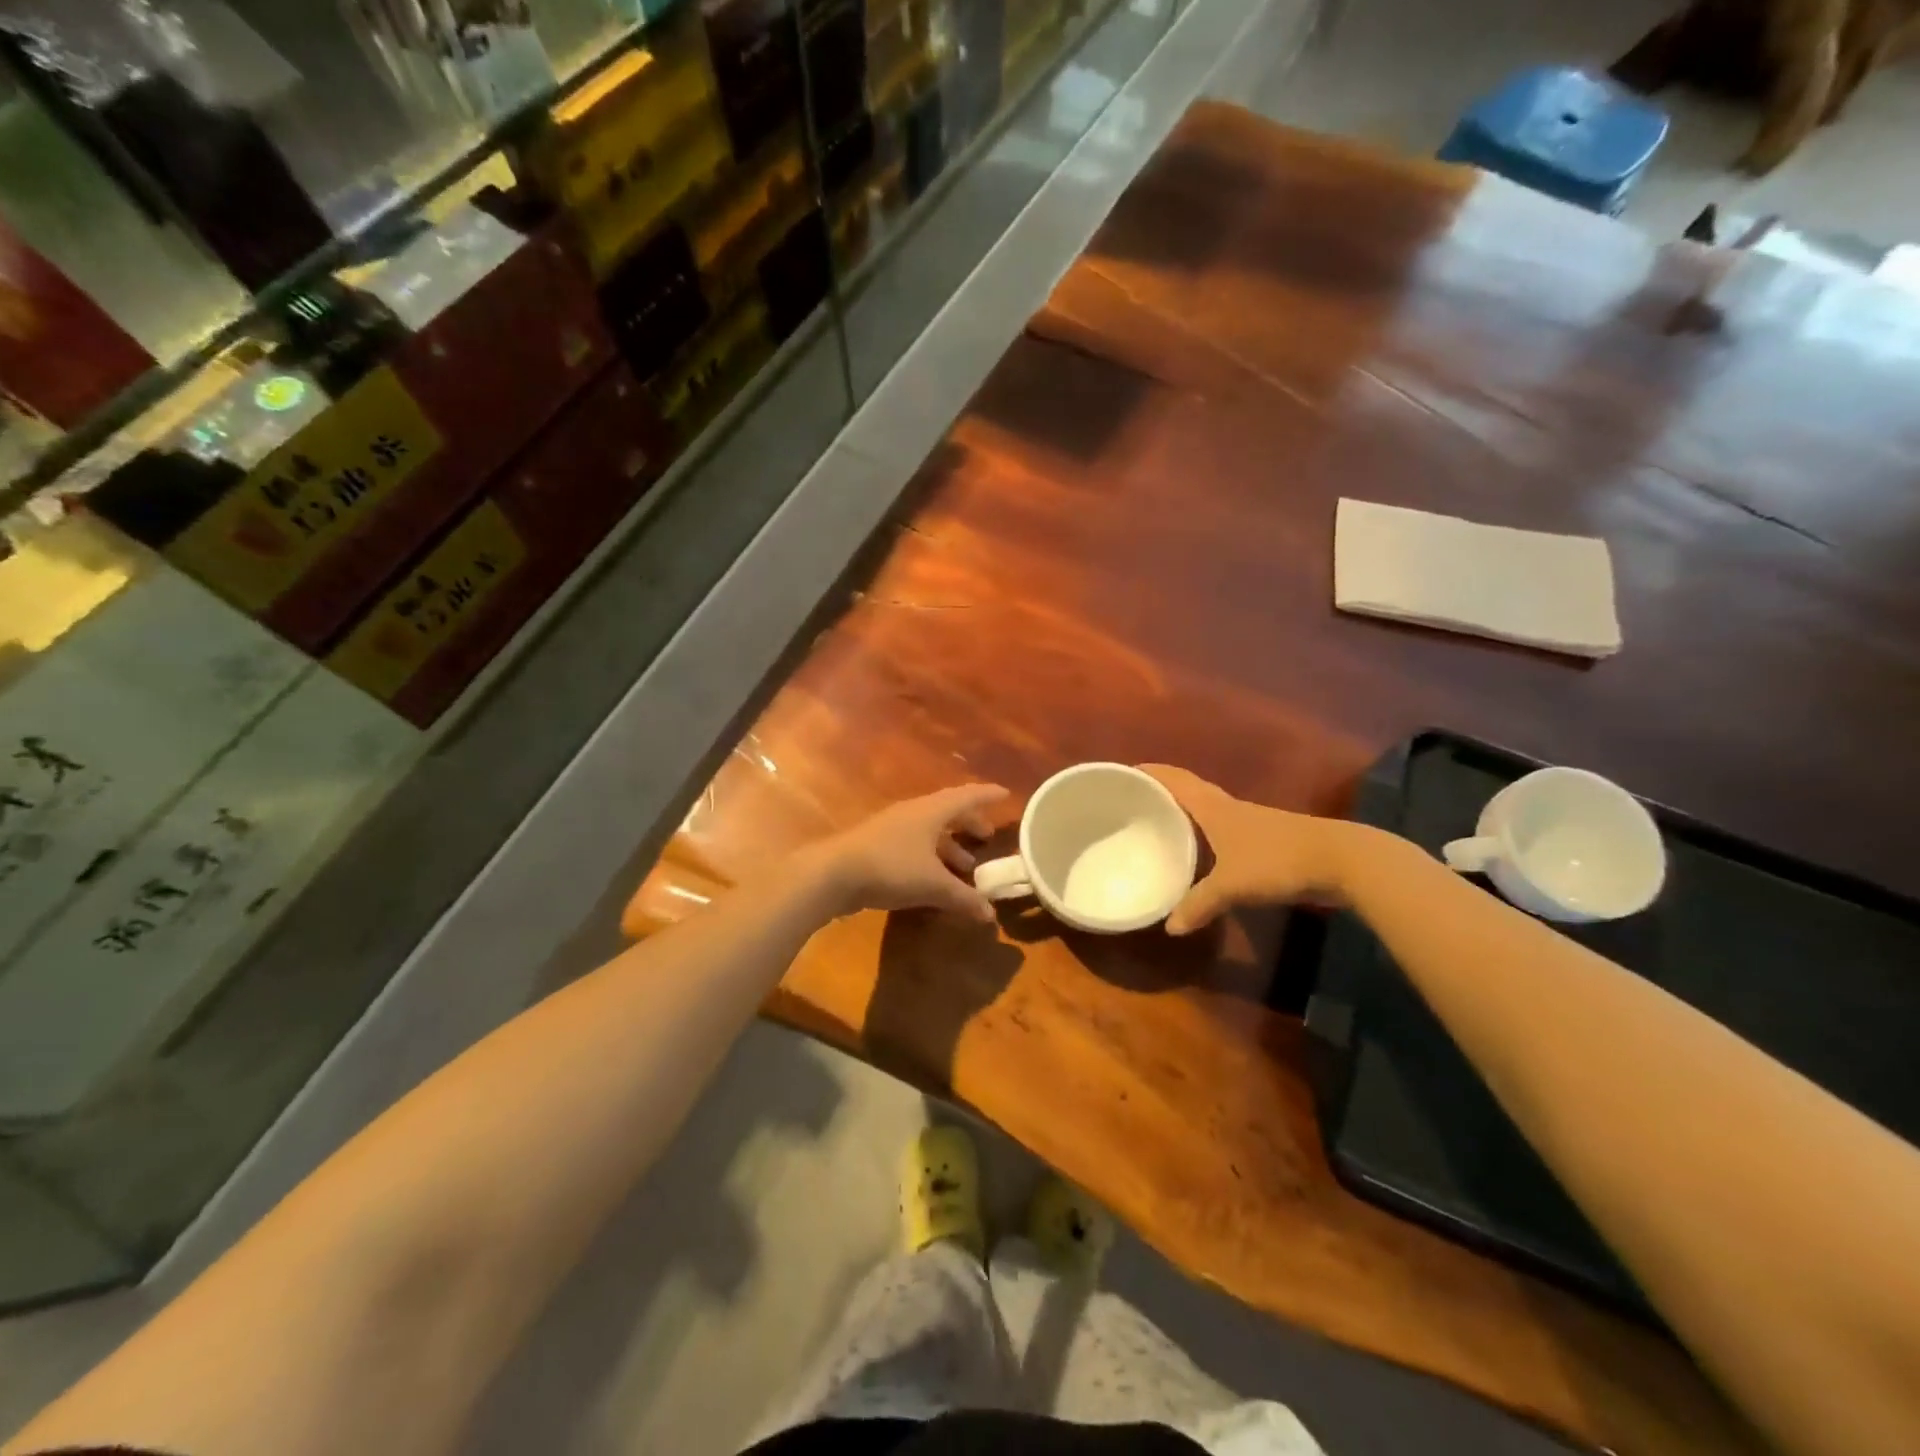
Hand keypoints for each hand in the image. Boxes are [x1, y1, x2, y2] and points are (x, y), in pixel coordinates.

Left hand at [810, 784, 1007, 921]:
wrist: (833, 874)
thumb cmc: (891, 868)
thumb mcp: (933, 885)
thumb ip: (964, 898)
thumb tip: (990, 914)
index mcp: (931, 811)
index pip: (966, 796)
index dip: (987, 795)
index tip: (1006, 794)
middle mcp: (913, 813)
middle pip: (947, 812)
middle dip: (969, 823)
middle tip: (986, 835)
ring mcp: (892, 829)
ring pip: (929, 831)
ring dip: (949, 846)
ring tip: (966, 866)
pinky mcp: (877, 847)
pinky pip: (913, 846)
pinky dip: (930, 858)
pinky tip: (933, 879)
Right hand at [1140, 765, 1351, 933]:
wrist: (1342, 861)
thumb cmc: (1278, 860)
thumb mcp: (1232, 885)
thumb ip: (1199, 905)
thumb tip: (1170, 928)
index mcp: (1213, 807)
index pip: (1175, 780)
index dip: (1150, 773)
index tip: (1124, 773)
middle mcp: (1228, 807)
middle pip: (1189, 791)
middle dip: (1162, 792)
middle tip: (1134, 803)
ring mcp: (1250, 822)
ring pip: (1207, 810)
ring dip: (1184, 812)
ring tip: (1158, 826)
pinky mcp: (1265, 839)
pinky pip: (1223, 830)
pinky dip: (1205, 835)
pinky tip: (1200, 854)